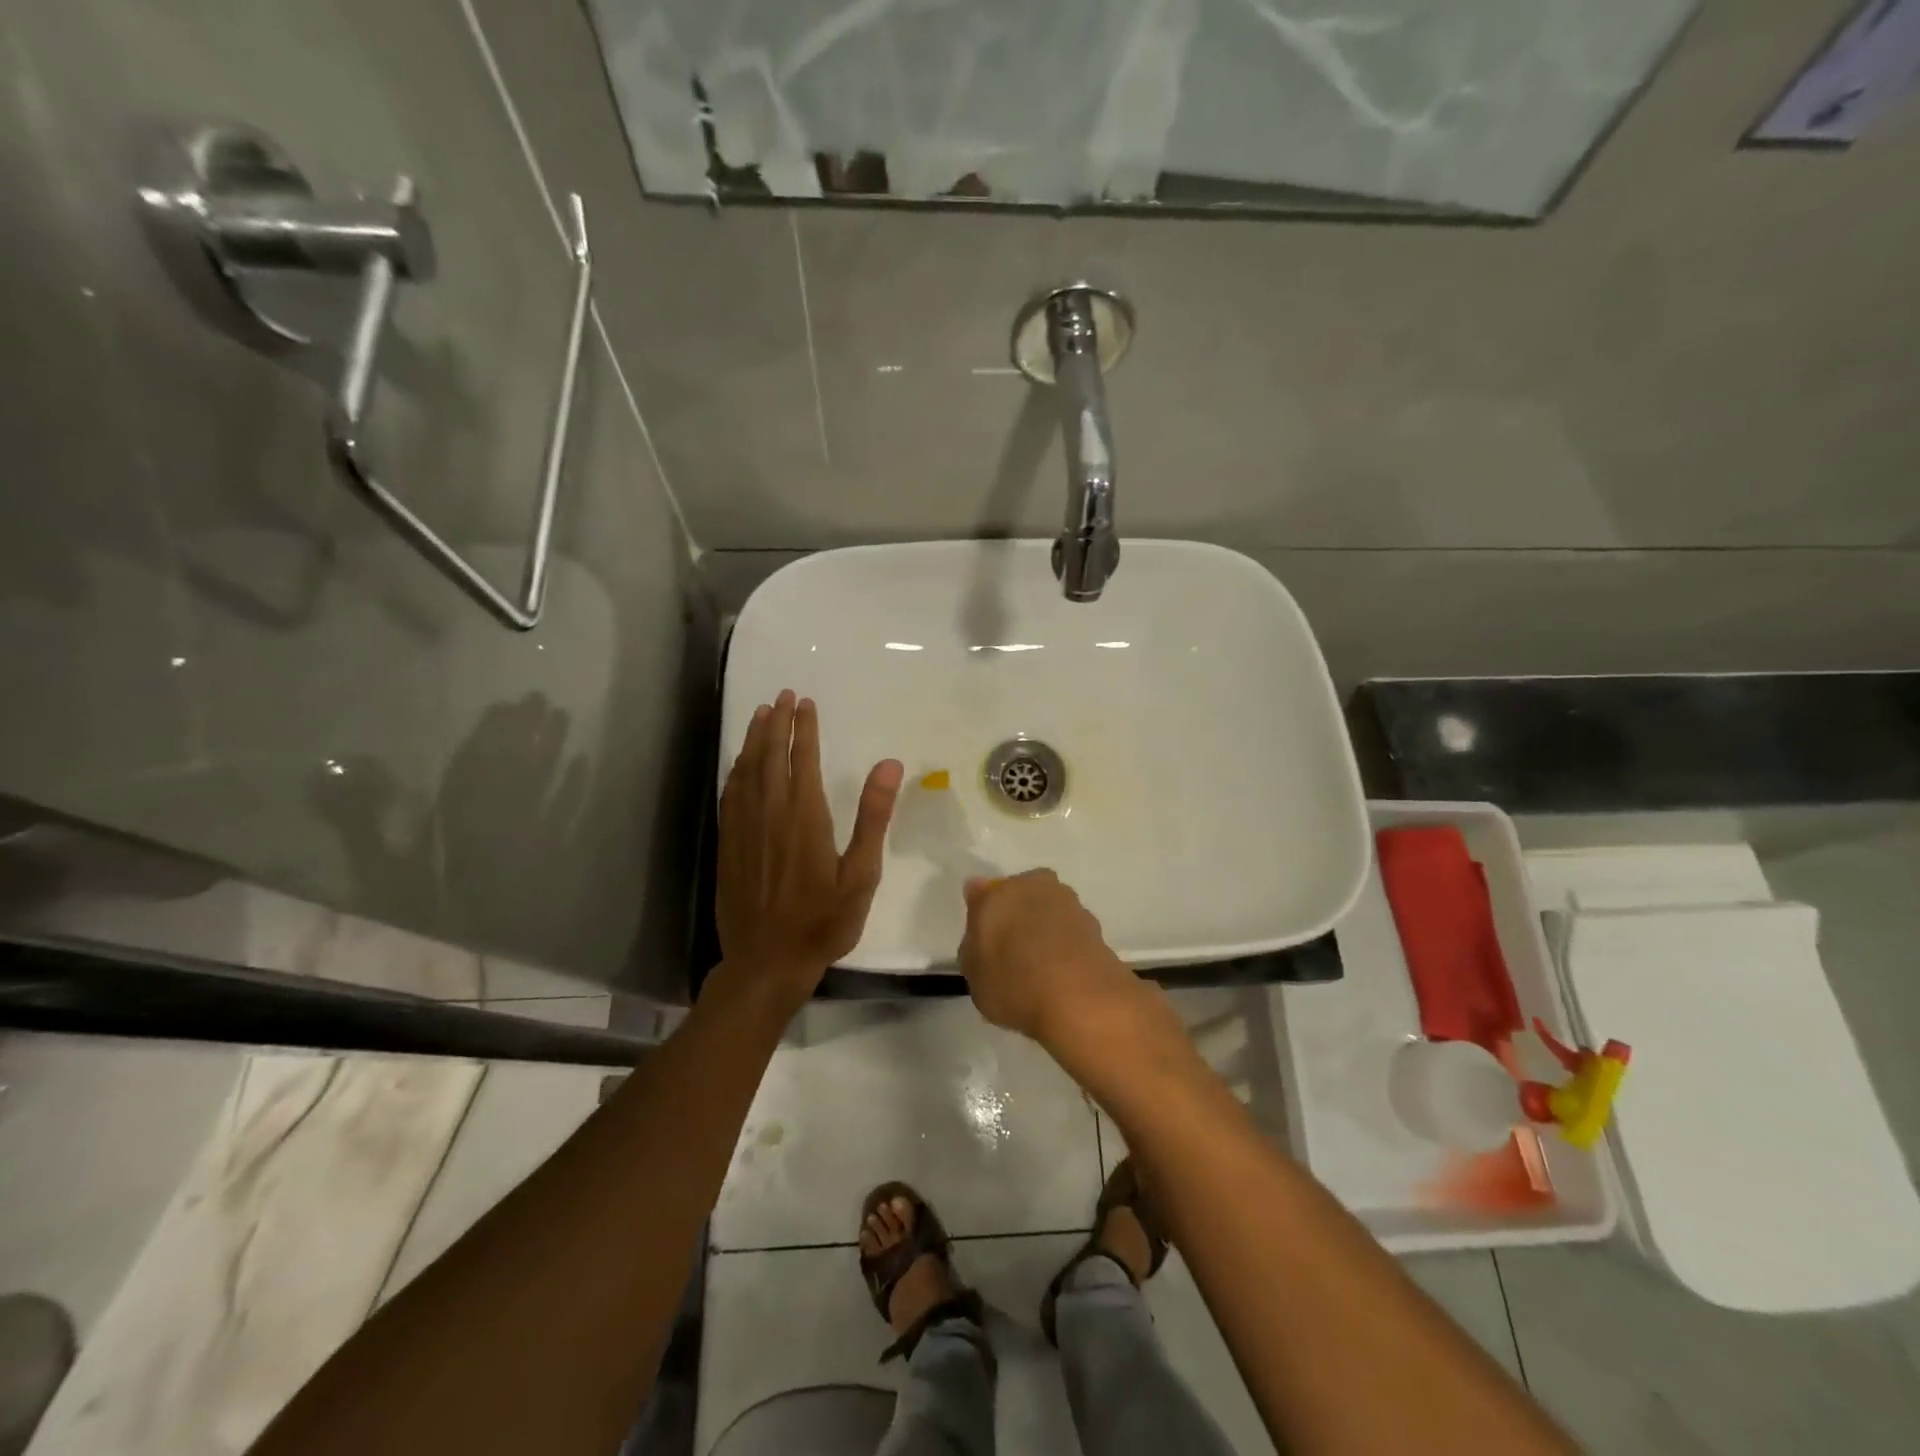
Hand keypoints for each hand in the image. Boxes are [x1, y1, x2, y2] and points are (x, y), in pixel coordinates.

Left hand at [716, 690, 902, 1001]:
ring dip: (754, 739)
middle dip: (777, 722)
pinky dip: (737, 769)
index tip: (805, 702)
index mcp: (805, 816)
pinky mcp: (729, 843)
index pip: (803, 758)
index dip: (804, 728)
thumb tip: (889, 764)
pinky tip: (740, 762)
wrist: (767, 961)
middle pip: (771, 756)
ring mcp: (745, 827)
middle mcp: (770, 813)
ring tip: (761, 714)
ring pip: (746, 770)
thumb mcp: (861, 874)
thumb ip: (873, 817)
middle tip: (782, 695)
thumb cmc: (824, 920)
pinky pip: (731, 793)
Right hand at [958, 870, 1148, 1048]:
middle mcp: (1035, 886)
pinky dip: (1065, 948)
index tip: (983, 941)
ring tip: (1040, 970)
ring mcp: (1070, 904)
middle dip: (1017, 916)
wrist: (1081, 999)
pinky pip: (1070, 934)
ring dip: (1045, 931)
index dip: (982, 916)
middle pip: (1021, 897)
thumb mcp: (973, 973)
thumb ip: (973, 942)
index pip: (983, 895)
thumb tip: (980, 921)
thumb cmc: (1013, 982)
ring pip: (1049, 913)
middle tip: (1011, 953)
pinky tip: (1061, 976)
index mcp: (999, 892)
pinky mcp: (1096, 927)